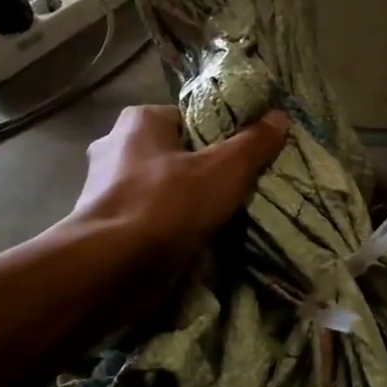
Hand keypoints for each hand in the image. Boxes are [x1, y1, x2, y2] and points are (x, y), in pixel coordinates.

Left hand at [68, 104, 289, 271]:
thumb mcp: (225, 169)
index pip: (192, 119)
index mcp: (139, 120)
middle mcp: (115, 146)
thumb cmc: (167, 205)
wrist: (110, 269)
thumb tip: (280, 116)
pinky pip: (150, 216)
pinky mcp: (105, 224)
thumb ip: (254, 143)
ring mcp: (105, 187)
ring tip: (222, 218)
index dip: (223, 137)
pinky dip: (170, 225)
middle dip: (206, 171)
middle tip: (240, 190)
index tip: (248, 159)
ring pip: (164, 187)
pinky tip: (193, 239)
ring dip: (188, 202)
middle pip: (179, 154)